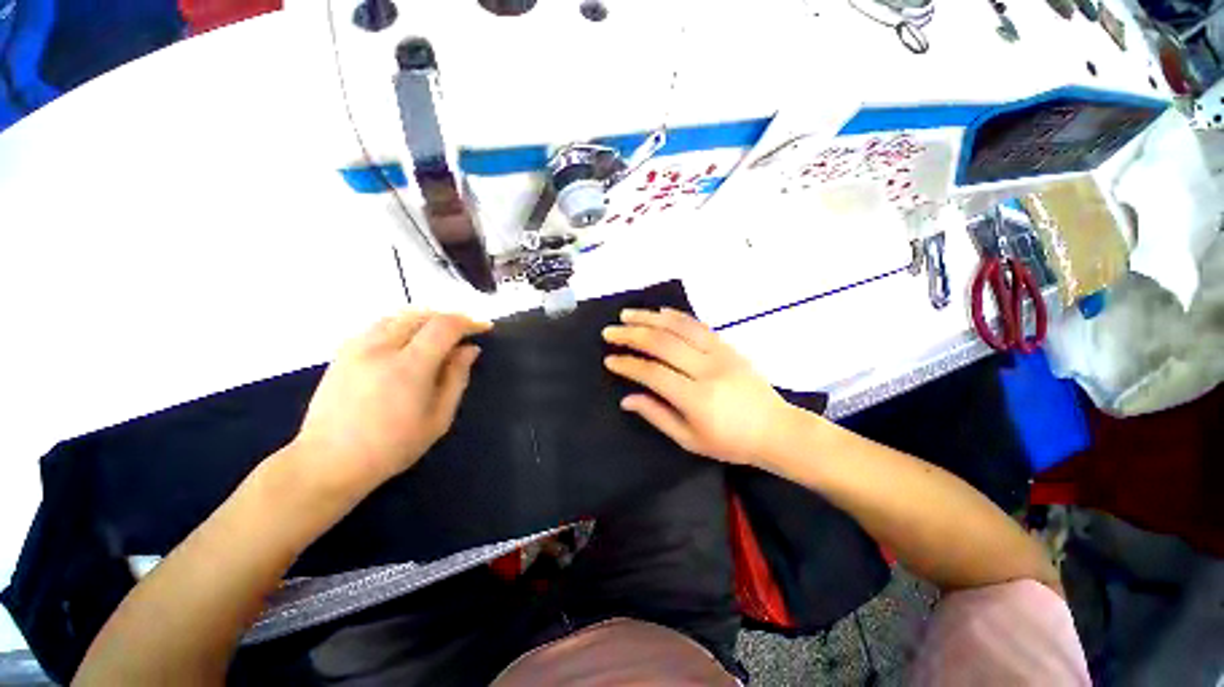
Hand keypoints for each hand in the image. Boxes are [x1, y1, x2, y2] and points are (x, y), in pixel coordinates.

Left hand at [292, 311, 490, 496]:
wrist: (328, 462)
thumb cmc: (392, 447)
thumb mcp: (438, 418)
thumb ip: (456, 378)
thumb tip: (470, 349)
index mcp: (408, 367)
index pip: (444, 326)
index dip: (468, 322)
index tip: (484, 328)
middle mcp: (380, 347)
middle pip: (422, 314)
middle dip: (449, 318)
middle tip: (465, 332)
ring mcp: (357, 346)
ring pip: (399, 315)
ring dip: (426, 319)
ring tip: (440, 335)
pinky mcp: (343, 351)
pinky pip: (380, 324)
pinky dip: (403, 324)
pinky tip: (410, 342)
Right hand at [602, 308, 789, 465]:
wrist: (777, 430)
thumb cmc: (731, 442)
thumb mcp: (690, 439)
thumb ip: (657, 416)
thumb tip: (627, 399)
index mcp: (696, 398)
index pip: (653, 373)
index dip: (628, 365)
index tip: (609, 360)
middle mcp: (707, 369)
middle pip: (662, 343)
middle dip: (631, 335)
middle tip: (609, 332)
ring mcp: (720, 353)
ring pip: (679, 327)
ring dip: (650, 318)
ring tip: (627, 314)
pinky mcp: (728, 346)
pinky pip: (699, 325)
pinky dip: (676, 316)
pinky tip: (660, 312)